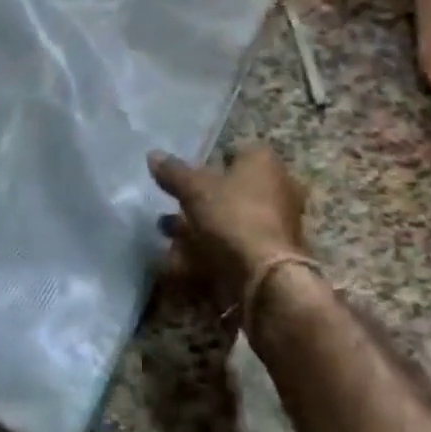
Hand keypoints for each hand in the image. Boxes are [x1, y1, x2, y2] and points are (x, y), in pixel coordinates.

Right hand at [149, 142, 307, 315]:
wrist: (265, 278)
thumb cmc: (233, 216)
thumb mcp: (194, 188)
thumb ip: (173, 172)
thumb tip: (153, 155)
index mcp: (264, 163)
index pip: (235, 153)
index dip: (209, 161)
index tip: (186, 174)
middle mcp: (277, 190)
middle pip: (230, 191)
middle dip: (199, 201)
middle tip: (170, 206)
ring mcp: (275, 227)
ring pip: (229, 222)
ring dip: (197, 229)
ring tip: (165, 233)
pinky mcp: (269, 259)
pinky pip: (231, 250)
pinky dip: (205, 254)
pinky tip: (176, 262)